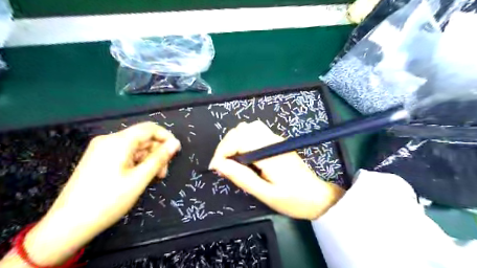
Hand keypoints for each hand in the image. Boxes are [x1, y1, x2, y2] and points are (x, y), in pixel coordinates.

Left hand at [20, 121, 180, 265]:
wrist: (68, 224)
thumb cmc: (109, 200)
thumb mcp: (140, 179)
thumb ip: (159, 158)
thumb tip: (175, 143)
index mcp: (118, 141)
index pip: (150, 128)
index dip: (166, 137)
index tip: (175, 152)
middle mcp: (109, 140)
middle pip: (142, 138)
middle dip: (157, 152)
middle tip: (163, 172)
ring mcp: (101, 149)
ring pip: (135, 147)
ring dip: (148, 159)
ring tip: (153, 177)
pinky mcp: (98, 159)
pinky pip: (124, 154)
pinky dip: (136, 162)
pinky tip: (139, 177)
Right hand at [210, 121, 344, 219]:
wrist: (318, 197)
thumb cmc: (294, 199)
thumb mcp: (266, 194)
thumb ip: (242, 178)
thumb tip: (219, 166)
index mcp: (269, 153)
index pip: (239, 139)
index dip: (222, 151)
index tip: (215, 167)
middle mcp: (272, 140)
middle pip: (242, 129)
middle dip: (226, 144)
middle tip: (222, 165)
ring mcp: (276, 139)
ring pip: (248, 128)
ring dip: (234, 140)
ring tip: (231, 159)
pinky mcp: (277, 142)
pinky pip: (255, 132)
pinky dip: (243, 140)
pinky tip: (243, 155)